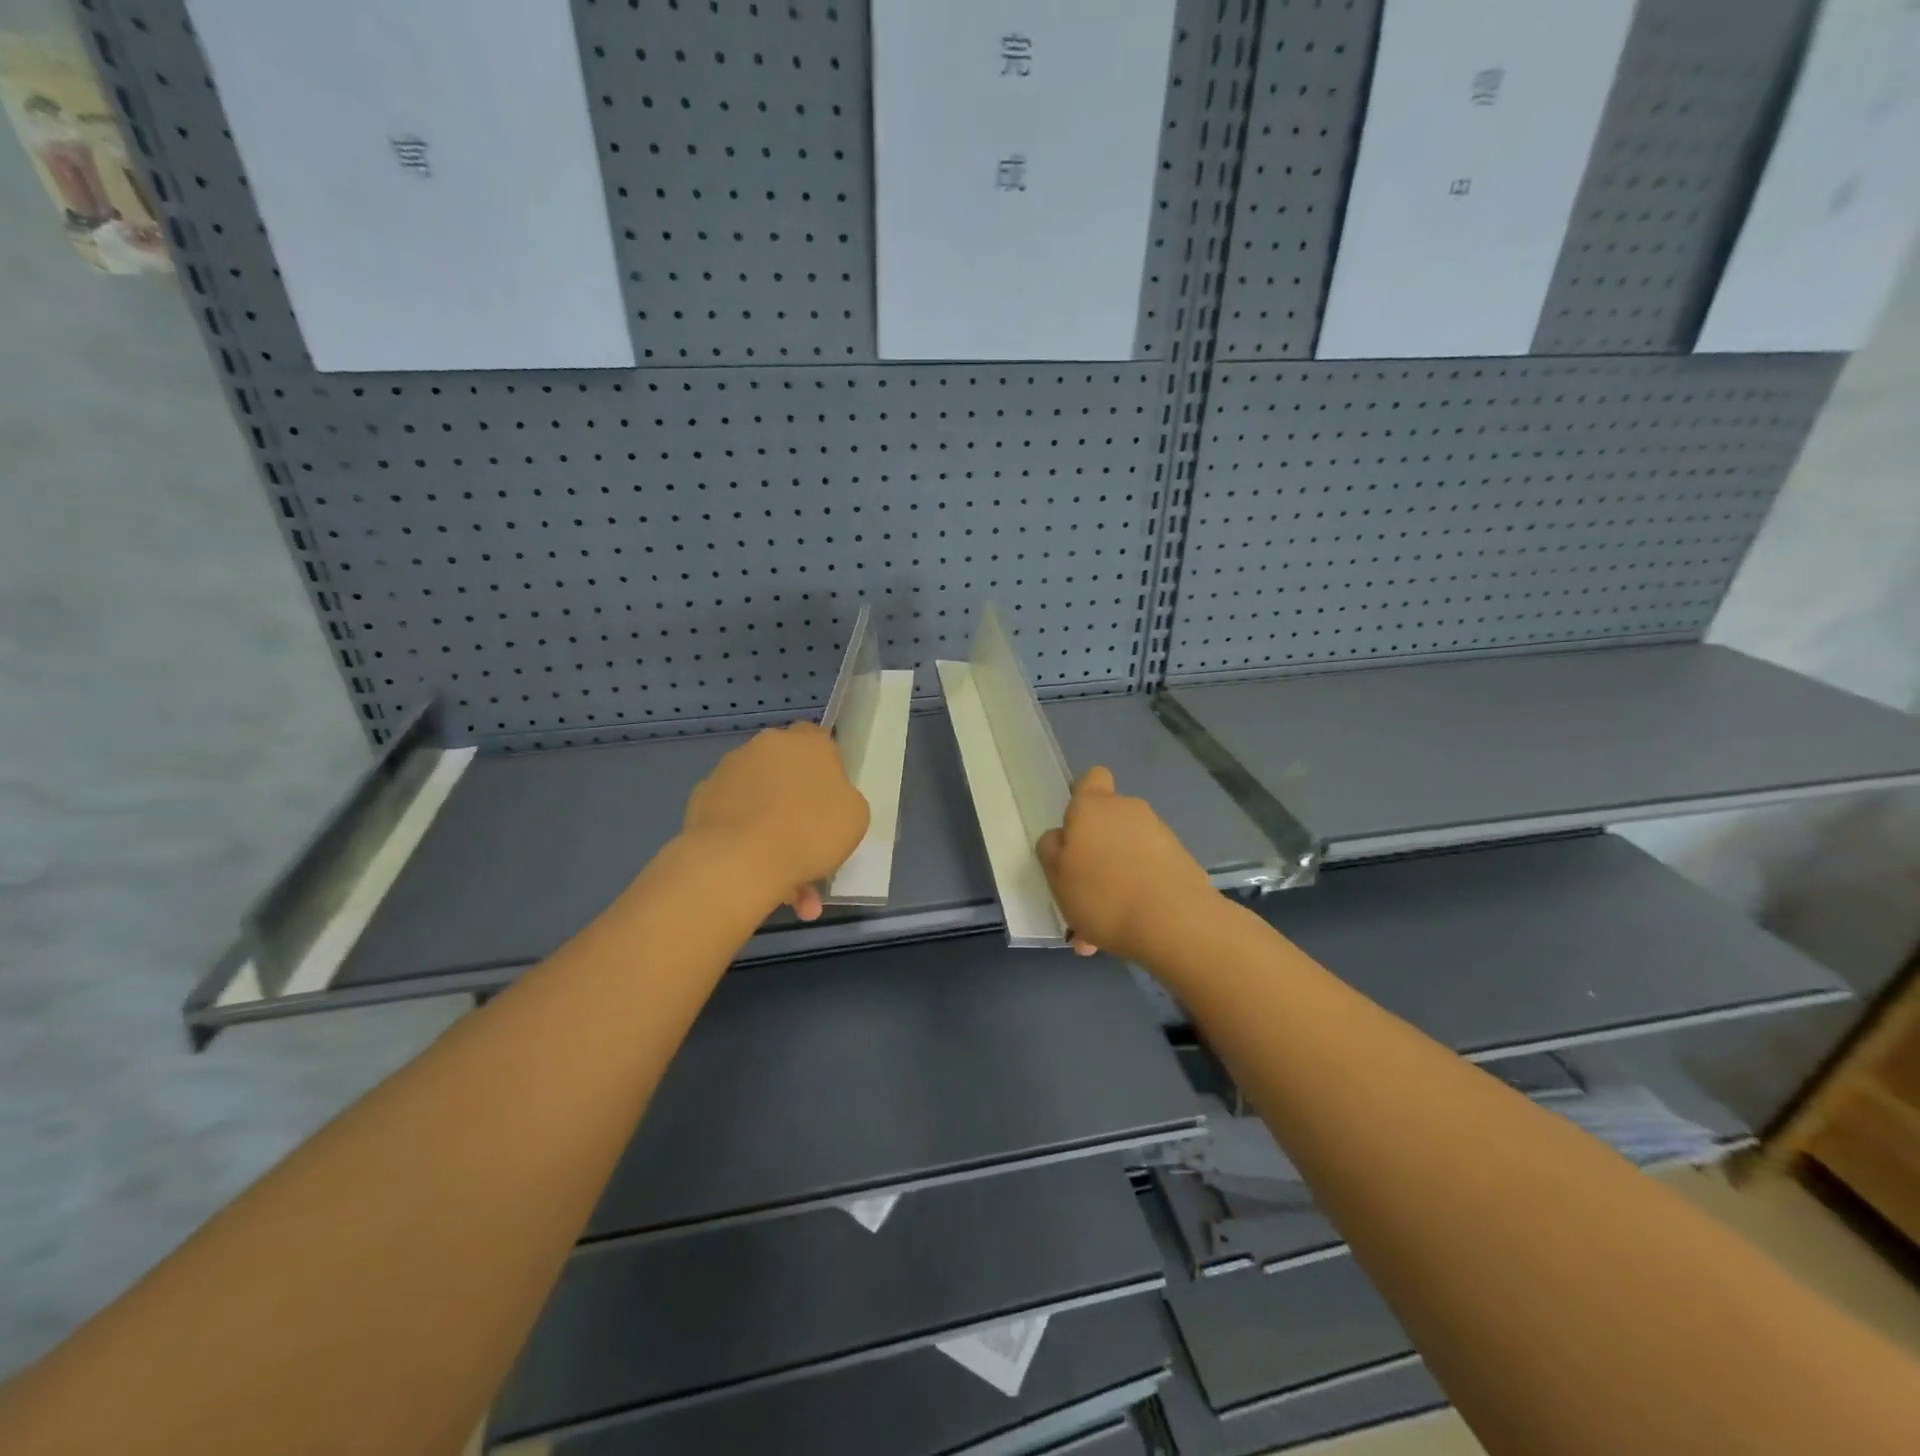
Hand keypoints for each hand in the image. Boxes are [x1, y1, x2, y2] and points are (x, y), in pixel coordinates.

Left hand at [682, 722, 869, 920]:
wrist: (741, 861)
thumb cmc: (810, 832)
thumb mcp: (855, 816)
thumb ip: (842, 797)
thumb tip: (825, 798)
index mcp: (807, 742)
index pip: (818, 740)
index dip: (824, 768)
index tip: (828, 799)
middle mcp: (765, 745)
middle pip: (784, 767)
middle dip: (793, 797)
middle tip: (805, 837)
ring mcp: (729, 769)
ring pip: (757, 796)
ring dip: (768, 823)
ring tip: (781, 875)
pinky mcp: (702, 797)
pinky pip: (732, 816)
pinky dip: (742, 837)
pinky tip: (753, 871)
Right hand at [1036, 766, 1218, 962]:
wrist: (1174, 922)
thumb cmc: (1101, 893)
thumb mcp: (1056, 875)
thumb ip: (1052, 849)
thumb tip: (1062, 837)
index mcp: (1093, 806)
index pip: (1091, 778)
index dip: (1082, 796)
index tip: (1075, 827)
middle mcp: (1128, 810)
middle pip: (1108, 821)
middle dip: (1095, 852)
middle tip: (1082, 892)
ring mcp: (1159, 834)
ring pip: (1126, 853)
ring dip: (1114, 879)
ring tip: (1102, 925)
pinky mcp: (1182, 861)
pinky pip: (1148, 873)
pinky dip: (1137, 894)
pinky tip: (1127, 929)